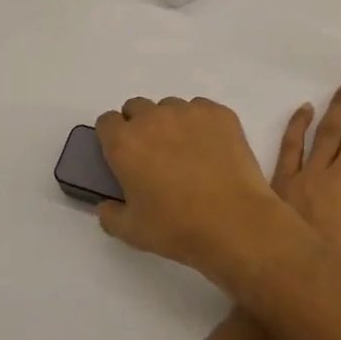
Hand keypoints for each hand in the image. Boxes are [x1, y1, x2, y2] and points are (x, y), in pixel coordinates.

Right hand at [95, 97, 288, 283]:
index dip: (113, 136)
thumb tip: (106, 205)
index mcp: (125, 143)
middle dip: (140, 126)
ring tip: (187, 153)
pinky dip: (201, 124)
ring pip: (170, 107)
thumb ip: (110, 215)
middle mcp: (153, 118)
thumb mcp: (131, 231)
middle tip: (154, 155)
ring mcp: (188, 111)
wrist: (234, 222)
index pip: (107, 121)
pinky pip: (201, 109)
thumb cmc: (177, 228)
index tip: (123, 154)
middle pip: (137, 108)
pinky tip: (211, 150)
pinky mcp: (219, 113)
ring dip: (171, 123)